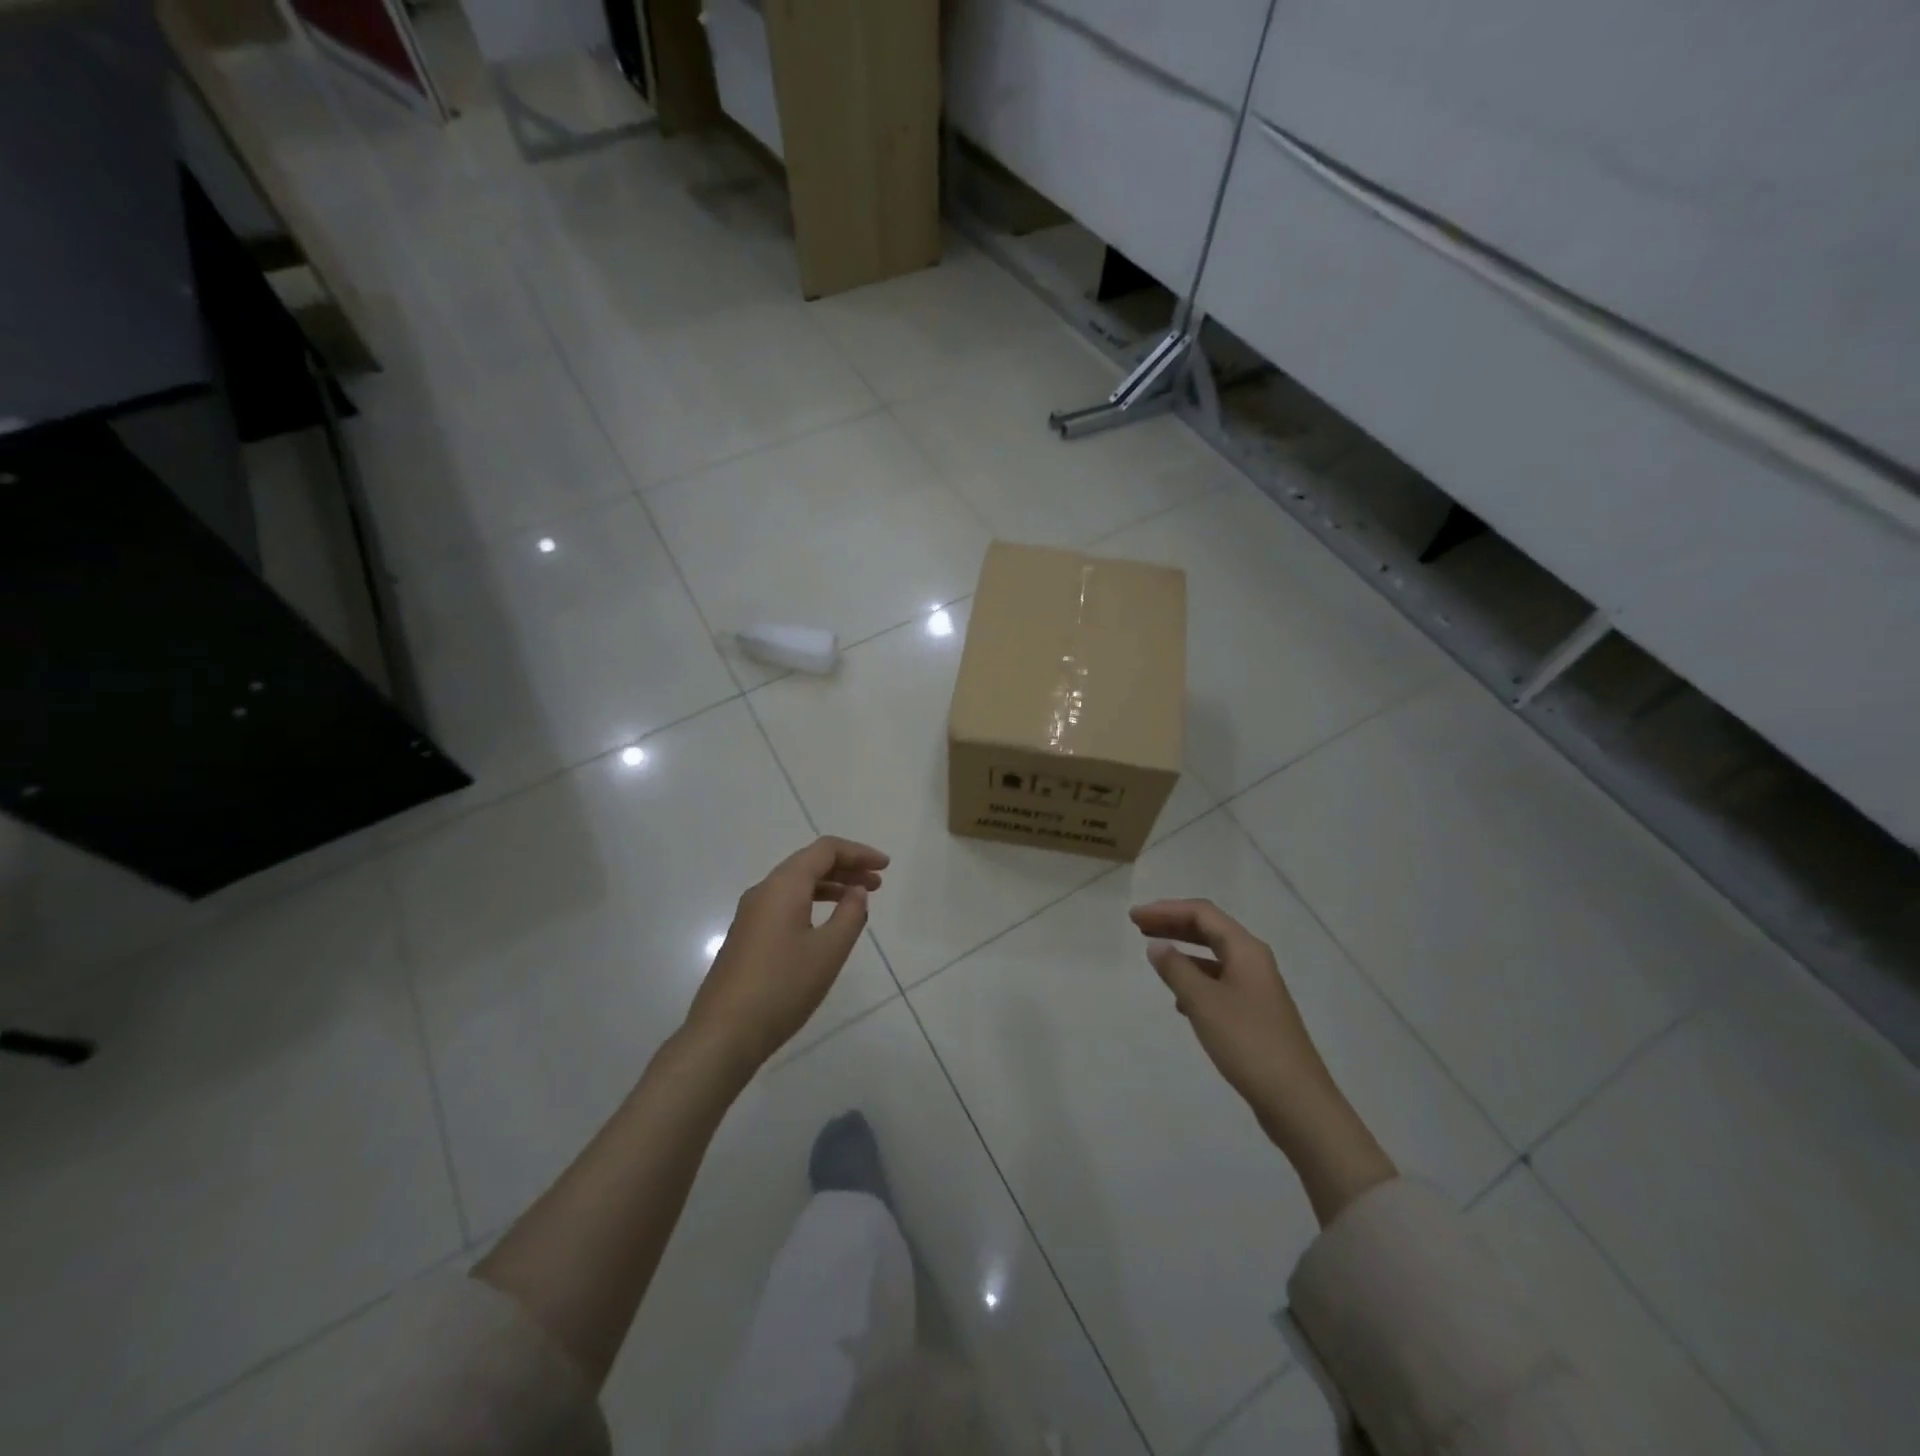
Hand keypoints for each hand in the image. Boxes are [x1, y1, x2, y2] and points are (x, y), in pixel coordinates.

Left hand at [683, 837, 888, 1077]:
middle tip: (878, 883)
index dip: (858, 852)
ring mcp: (751, 914)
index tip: (885, 866)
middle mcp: (764, 891)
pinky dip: (812, 902)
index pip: (825, 850)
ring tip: (858, 900)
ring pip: (796, 885)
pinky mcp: (746, 936)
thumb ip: (850, 915)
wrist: (723, 1034)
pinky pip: (785, 904)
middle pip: (809, 863)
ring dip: (830, 886)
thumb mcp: (828, 951)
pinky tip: (826, 924)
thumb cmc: (782, 988)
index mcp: (784, 886)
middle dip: (846, 867)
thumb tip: (857, 891)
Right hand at [1129, 898, 1328, 1135]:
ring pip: (1214, 956)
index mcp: (1246, 950)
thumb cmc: (1247, 1043)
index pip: (1202, 913)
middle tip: (1138, 927)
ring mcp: (1257, 988)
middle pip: (1209, 929)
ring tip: (1155, 955)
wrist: (1296, 1101)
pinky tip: (1179, 999)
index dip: (1166, 910)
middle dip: (1173, 924)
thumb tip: (1157, 946)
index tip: (1134, 917)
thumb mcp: (1203, 1003)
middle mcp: (1254, 961)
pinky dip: (1195, 978)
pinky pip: (1219, 981)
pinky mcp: (1255, 1013)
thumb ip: (1177, 970)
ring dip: (1183, 950)